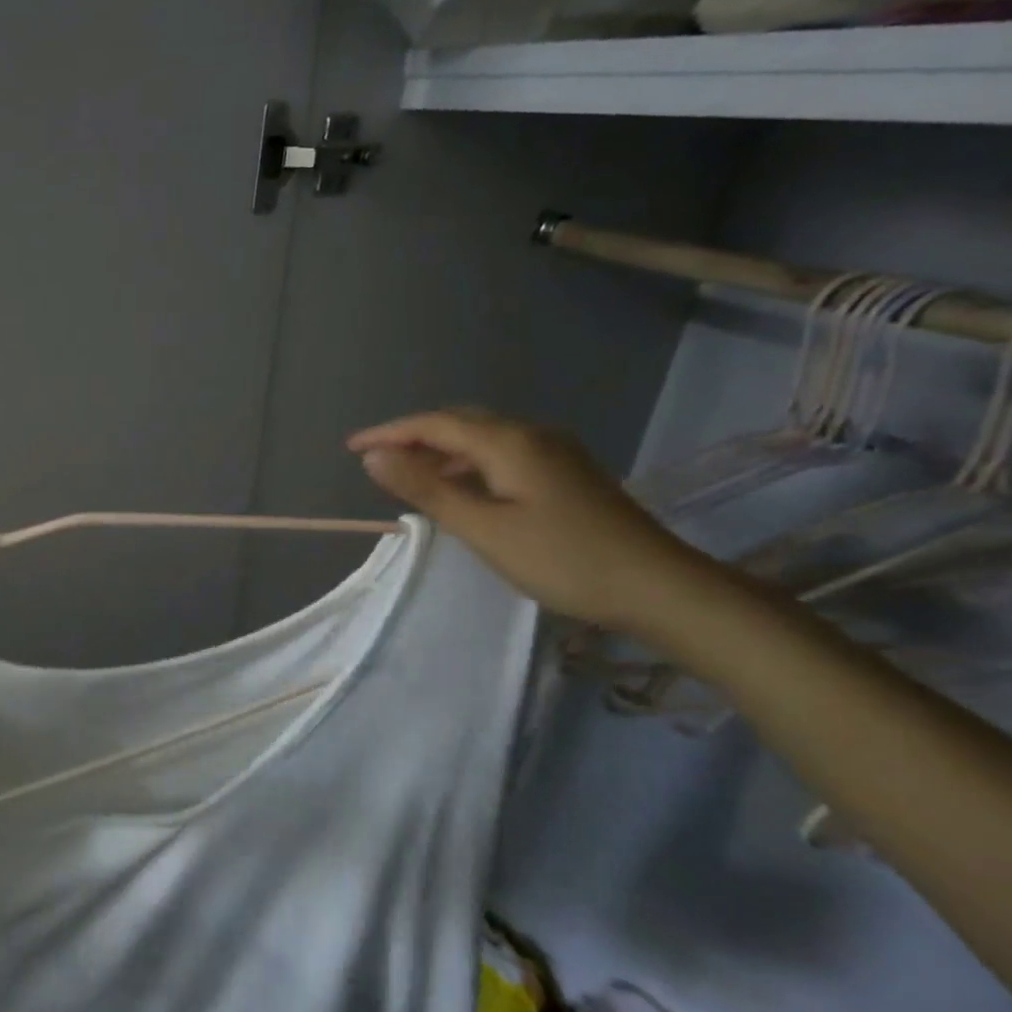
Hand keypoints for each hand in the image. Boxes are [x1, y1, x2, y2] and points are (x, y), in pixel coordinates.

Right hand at [349, 409, 702, 633]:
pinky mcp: (567, 473)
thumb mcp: (483, 528)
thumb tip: (374, 456)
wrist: (660, 588)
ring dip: (441, 451)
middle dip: (413, 436)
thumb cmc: (563, 559)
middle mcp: (532, 434)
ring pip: (483, 438)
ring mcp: (555, 452)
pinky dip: (469, 463)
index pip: (434, 424)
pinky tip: (462, 489)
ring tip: (410, 476)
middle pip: (460, 423)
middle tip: (377, 459)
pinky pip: (503, 454)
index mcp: (509, 442)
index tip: (351, 448)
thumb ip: (426, 489)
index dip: (389, 432)